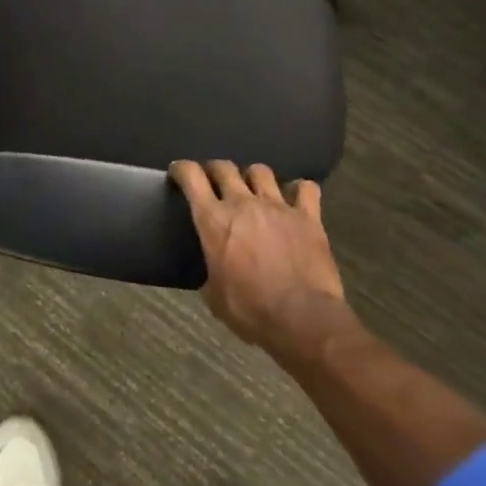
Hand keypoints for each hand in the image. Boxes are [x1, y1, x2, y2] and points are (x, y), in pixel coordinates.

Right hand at [171, 160, 348, 357]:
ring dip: (253, 177)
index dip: (182, 169)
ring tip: (253, 189)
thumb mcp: (214, 295)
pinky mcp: (308, 217)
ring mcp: (278, 206)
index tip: (178, 173)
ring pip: (261, 171)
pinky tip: (296, 198)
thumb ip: (210, 271)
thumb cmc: (250, 310)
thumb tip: (214, 270)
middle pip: (224, 167)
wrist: (302, 318)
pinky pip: (305, 189)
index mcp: (213, 220)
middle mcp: (243, 203)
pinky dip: (299, 189)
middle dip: (215, 170)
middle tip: (214, 181)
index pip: (191, 176)